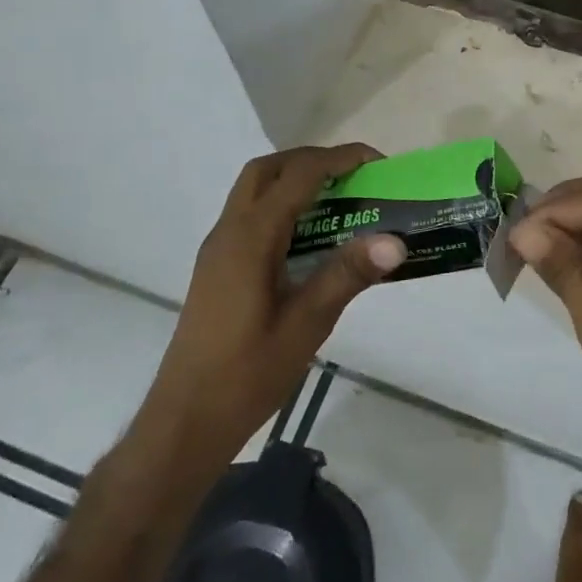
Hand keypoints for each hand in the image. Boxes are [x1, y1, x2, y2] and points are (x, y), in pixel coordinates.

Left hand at [133, 144, 406, 459]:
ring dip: (294, 181)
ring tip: (339, 200)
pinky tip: (309, 238)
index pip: (298, 177)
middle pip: (267, 170)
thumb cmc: (247, 374)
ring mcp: (218, 250)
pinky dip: (282, 206)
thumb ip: (347, 275)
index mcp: (251, 238)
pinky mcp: (217, 268)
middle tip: (354, 175)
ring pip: (254, 191)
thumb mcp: (306, 325)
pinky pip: (250, 215)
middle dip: (312, 161)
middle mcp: (229, 232)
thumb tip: (395, 241)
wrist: (185, 421)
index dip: (339, 160)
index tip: (377, 163)